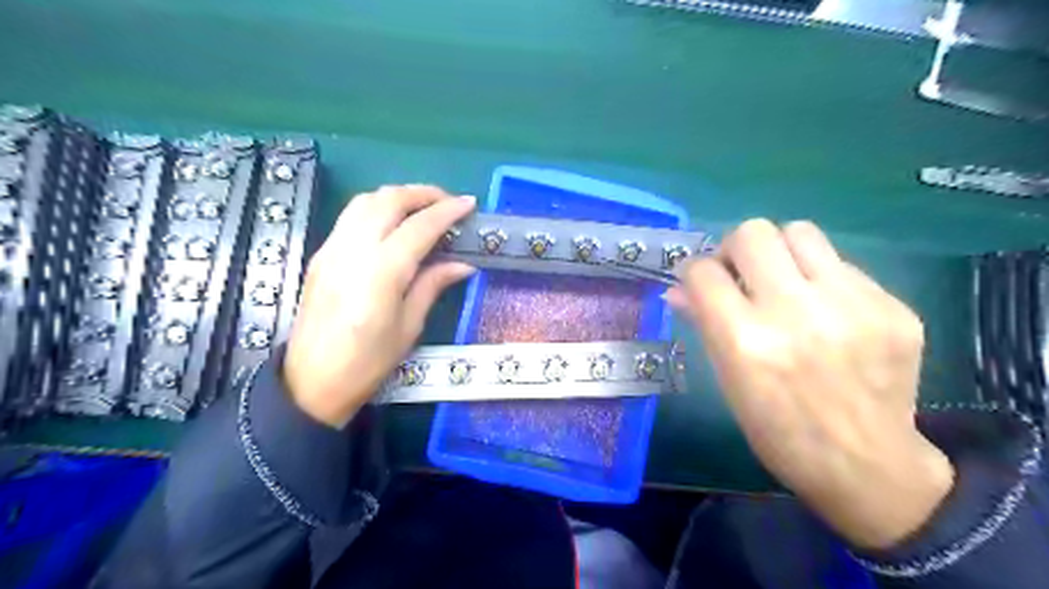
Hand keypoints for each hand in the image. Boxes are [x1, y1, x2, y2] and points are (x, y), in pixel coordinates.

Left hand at [280, 187, 473, 425]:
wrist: (311, 381)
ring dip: (398, 196)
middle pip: (388, 200)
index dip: (447, 211)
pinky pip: (351, 216)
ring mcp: (332, 249)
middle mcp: (353, 250)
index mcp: (381, 273)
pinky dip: (377, 208)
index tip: (469, 204)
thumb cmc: (368, 362)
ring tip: (422, 208)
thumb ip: (433, 285)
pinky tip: (393, 224)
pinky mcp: (321, 254)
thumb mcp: (409, 326)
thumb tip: (463, 264)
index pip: (419, 227)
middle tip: (448, 202)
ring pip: (365, 201)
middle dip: (423, 193)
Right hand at [668, 218, 957, 548]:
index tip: (703, 284)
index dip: (695, 273)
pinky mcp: (893, 306)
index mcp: (745, 341)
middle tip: (742, 274)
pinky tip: (827, 313)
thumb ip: (704, 323)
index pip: (703, 272)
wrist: (866, 465)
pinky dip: (821, 280)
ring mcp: (852, 305)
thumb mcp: (728, 380)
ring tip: (784, 282)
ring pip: (800, 232)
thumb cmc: (778, 429)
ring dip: (780, 251)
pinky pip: (842, 265)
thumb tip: (679, 289)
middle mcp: (796, 312)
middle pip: (753, 233)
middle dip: (735, 249)